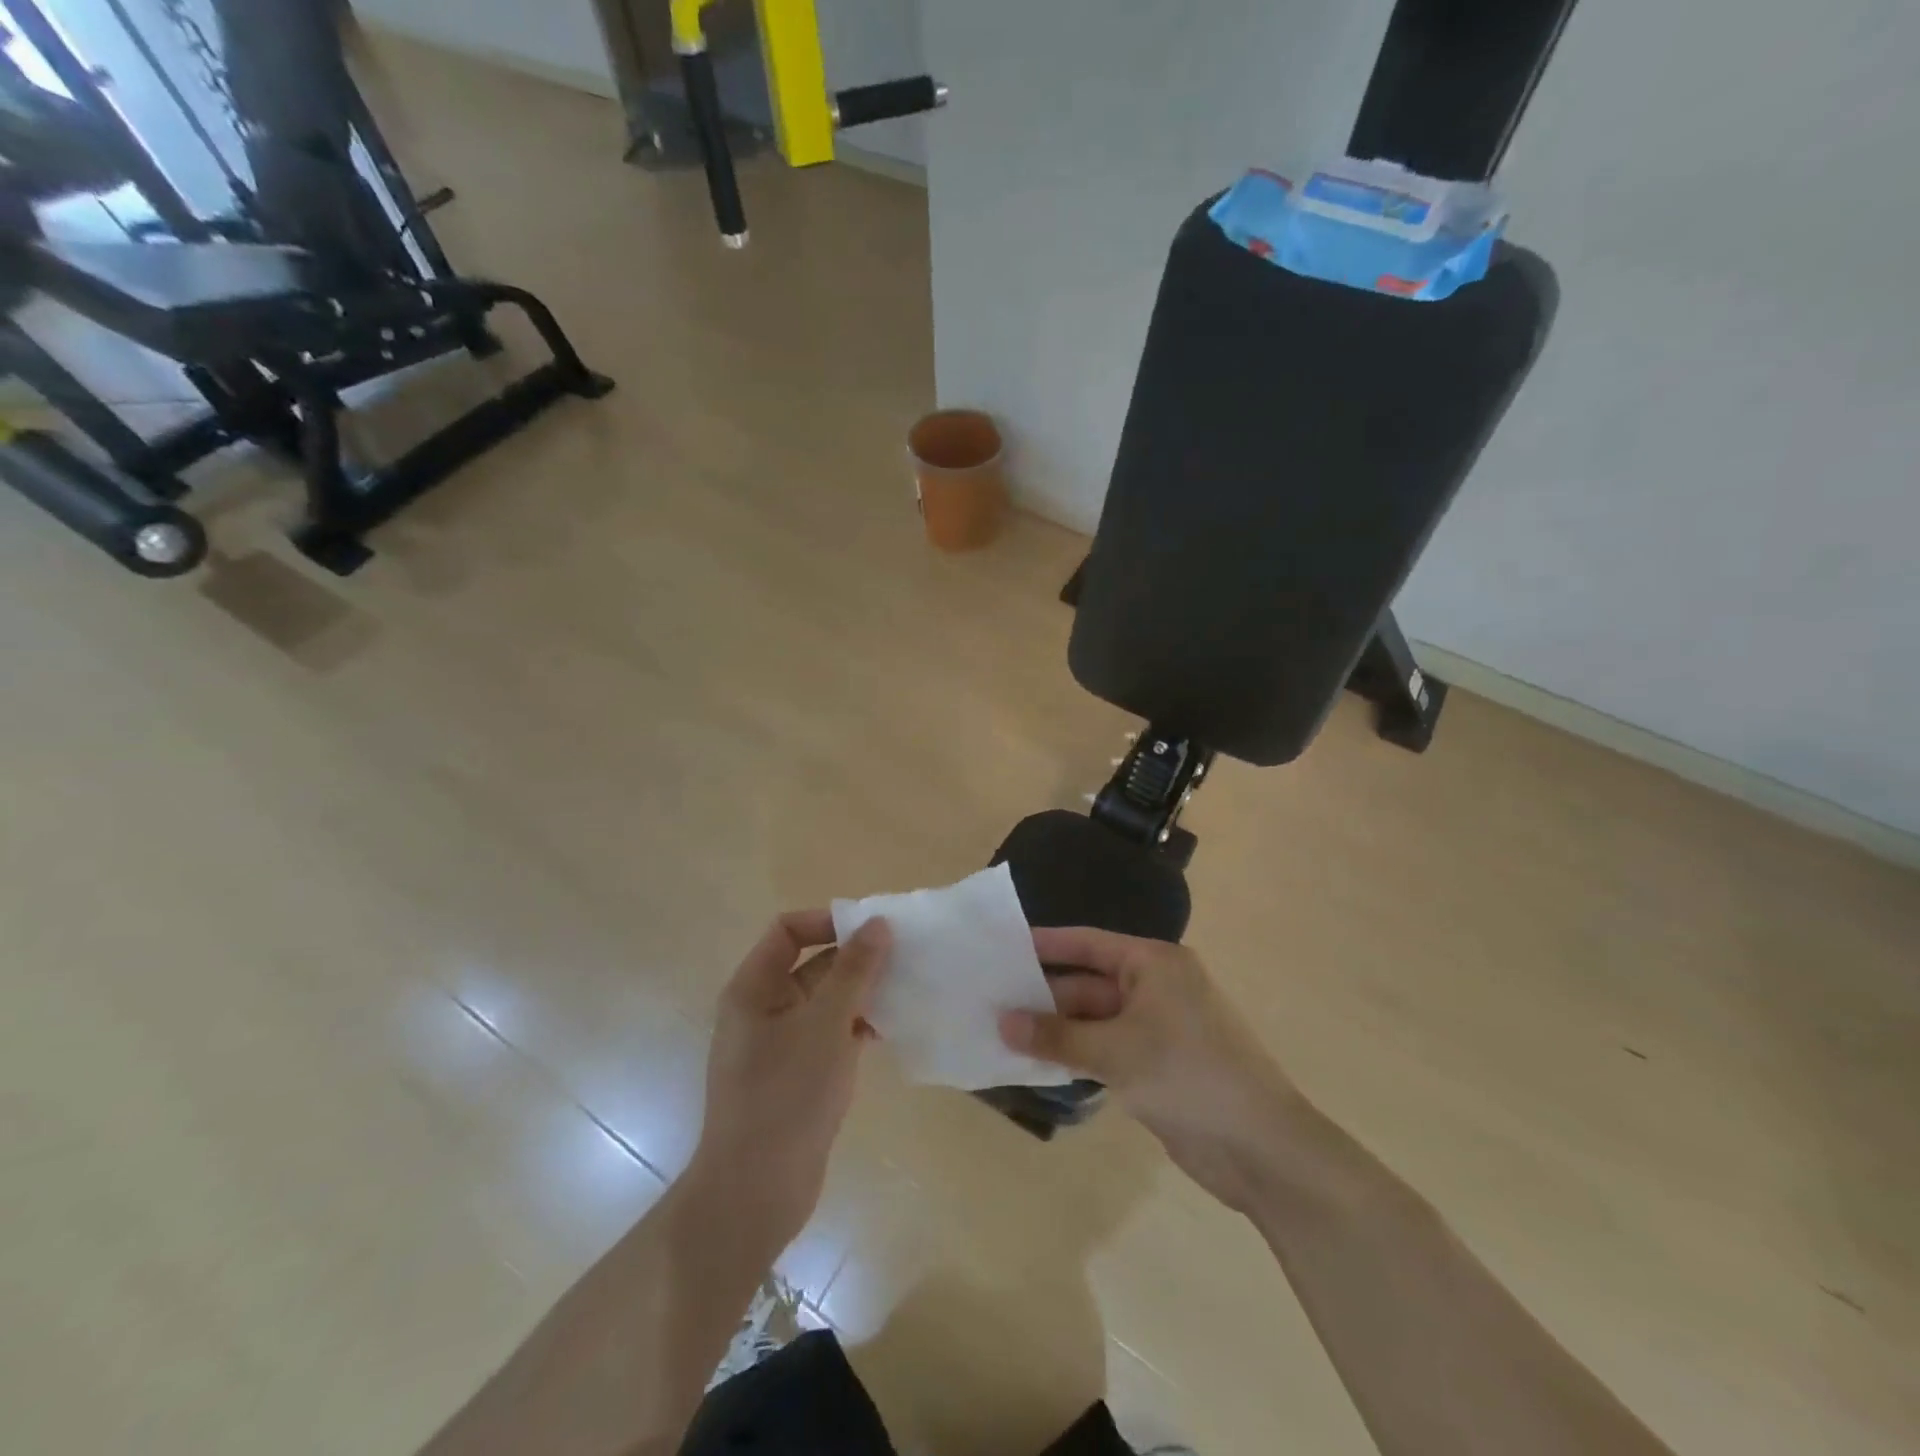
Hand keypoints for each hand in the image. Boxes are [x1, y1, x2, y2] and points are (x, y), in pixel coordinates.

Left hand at [691, 911, 891, 1247]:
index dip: (828, 921)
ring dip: (862, 993)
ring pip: (826, 1001)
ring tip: (908, 990)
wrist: (755, 1194)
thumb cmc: (785, 1096)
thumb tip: (877, 923)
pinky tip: (893, 1030)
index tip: (873, 930)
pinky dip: (858, 1026)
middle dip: (855, 958)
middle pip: (811, 964)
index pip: (788, 930)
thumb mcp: (825, 1024)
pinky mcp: (799, 1074)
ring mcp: (781, 1044)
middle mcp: (763, 1008)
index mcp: (754, 988)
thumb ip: (854, 971)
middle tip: (905, 958)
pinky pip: (831, 1034)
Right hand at [1001, 927, 1299, 1214]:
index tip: (1003, 948)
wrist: (1260, 1147)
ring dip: (1057, 1029)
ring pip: (1095, 1020)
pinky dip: (1076, 1055)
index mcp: (1154, 963)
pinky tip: (1038, 1063)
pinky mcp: (1157, 1065)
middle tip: (991, 1000)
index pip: (1088, 944)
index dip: (1045, 944)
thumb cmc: (1187, 1075)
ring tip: (1002, 1032)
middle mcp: (1156, 987)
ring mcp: (1158, 1028)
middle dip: (1044, 995)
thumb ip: (1056, 1037)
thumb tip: (1003, 1023)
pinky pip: (1106, 1049)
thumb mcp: (1115, 1051)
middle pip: (1089, 983)